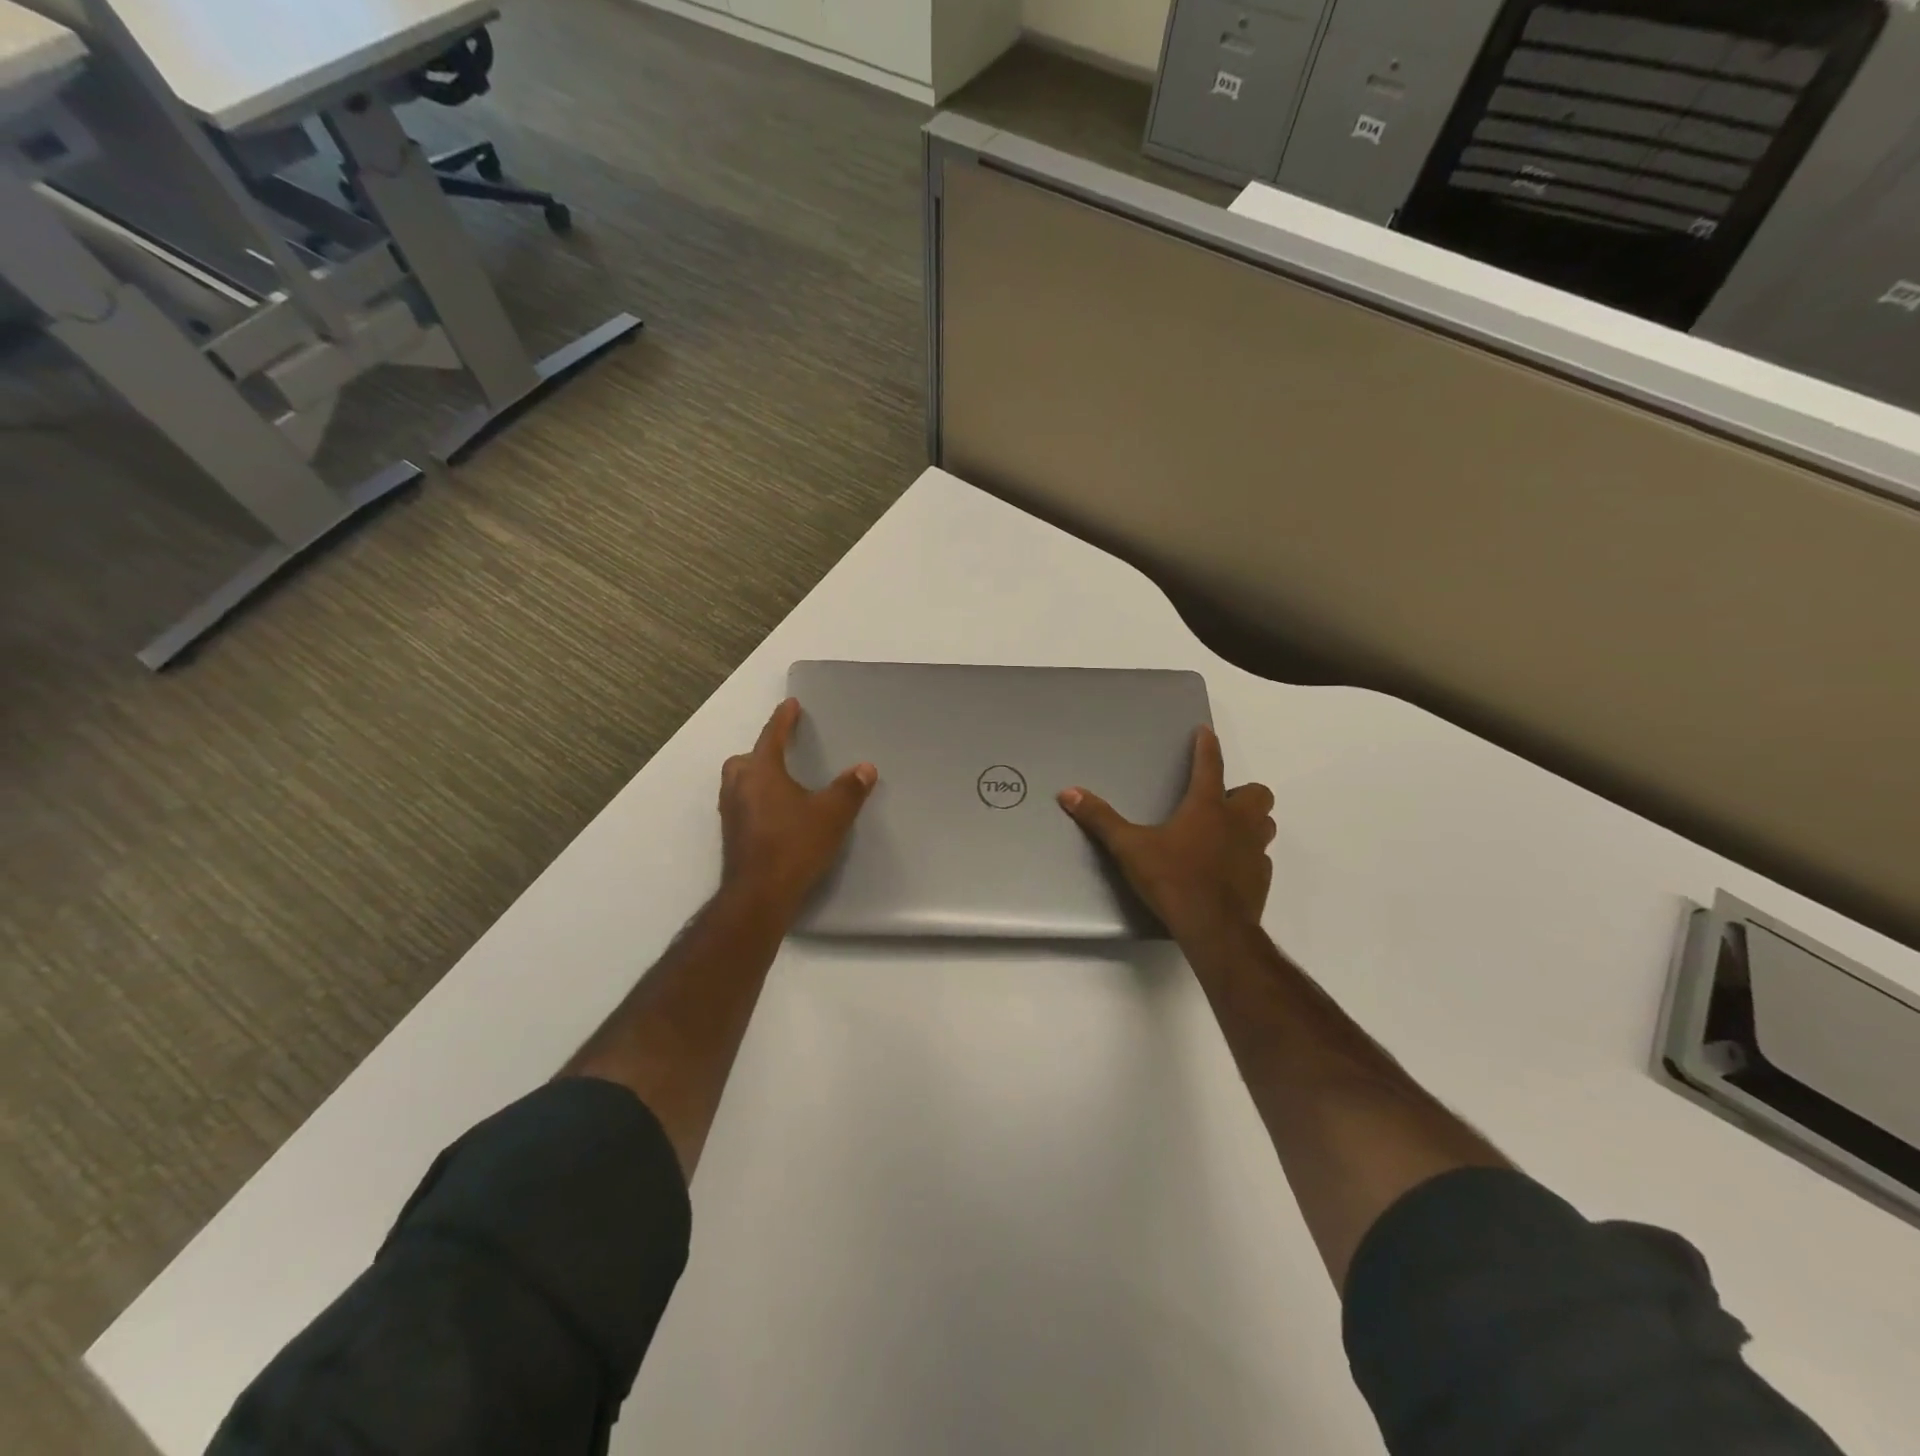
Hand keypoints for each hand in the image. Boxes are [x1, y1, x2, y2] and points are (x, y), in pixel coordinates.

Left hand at [719, 698, 876, 921]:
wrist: (760, 894)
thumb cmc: (795, 845)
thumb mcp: (832, 814)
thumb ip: (849, 789)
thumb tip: (865, 768)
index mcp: (761, 772)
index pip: (771, 736)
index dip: (783, 719)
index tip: (790, 704)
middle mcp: (739, 787)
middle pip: (745, 759)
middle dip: (761, 751)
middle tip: (781, 752)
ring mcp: (731, 813)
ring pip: (738, 783)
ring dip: (755, 776)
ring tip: (779, 782)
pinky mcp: (732, 836)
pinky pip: (741, 804)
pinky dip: (754, 800)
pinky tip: (774, 814)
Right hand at [1058, 725, 1274, 941]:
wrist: (1214, 929)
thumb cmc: (1173, 880)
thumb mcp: (1129, 848)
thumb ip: (1100, 819)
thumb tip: (1068, 793)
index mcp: (1207, 807)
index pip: (1210, 765)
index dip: (1207, 745)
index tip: (1205, 731)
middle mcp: (1237, 822)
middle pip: (1257, 793)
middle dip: (1242, 791)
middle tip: (1221, 801)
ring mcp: (1255, 851)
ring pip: (1266, 824)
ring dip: (1252, 821)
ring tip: (1229, 830)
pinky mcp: (1262, 879)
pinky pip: (1262, 858)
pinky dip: (1249, 856)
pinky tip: (1230, 867)